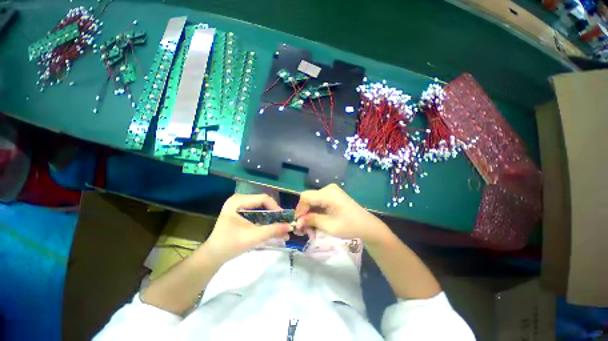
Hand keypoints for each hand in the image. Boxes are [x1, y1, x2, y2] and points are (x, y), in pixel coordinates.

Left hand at [203, 194, 291, 263]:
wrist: (213, 256)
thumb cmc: (231, 244)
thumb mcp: (254, 237)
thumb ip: (273, 230)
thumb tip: (290, 226)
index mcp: (238, 201)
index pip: (263, 199)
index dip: (276, 207)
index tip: (284, 219)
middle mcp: (239, 200)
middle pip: (263, 203)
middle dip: (274, 214)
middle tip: (284, 223)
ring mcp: (239, 206)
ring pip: (261, 209)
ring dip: (271, 218)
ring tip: (281, 227)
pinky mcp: (240, 213)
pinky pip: (257, 214)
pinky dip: (265, 221)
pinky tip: (272, 228)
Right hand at [295, 184, 389, 243]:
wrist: (368, 226)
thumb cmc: (350, 226)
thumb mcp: (329, 226)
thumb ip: (312, 221)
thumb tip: (297, 222)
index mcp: (328, 193)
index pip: (305, 197)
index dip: (299, 210)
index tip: (298, 224)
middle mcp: (328, 189)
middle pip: (308, 199)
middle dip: (304, 215)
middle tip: (304, 231)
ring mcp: (331, 192)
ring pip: (313, 202)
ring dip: (310, 216)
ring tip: (311, 231)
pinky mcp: (332, 196)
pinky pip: (319, 203)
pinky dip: (316, 214)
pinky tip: (317, 224)